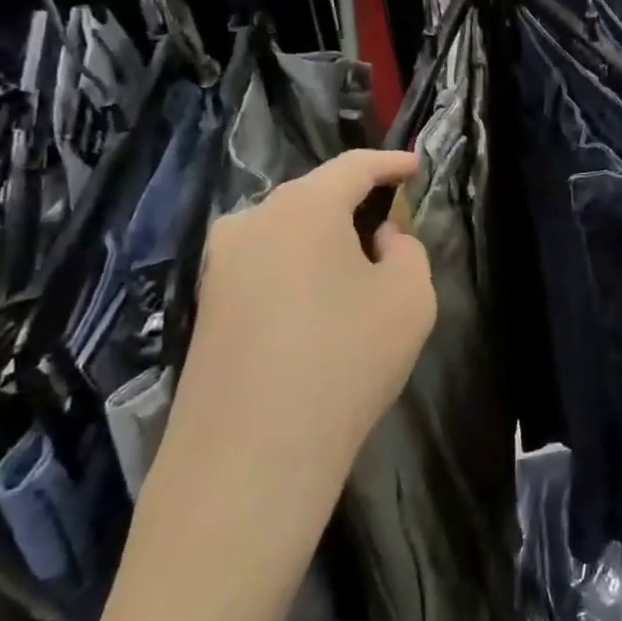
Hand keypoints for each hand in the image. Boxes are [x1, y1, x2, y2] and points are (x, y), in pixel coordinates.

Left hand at [151, 150, 436, 544]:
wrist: (248, 457)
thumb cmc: (345, 360)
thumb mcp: (410, 299)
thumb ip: (406, 251)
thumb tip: (378, 240)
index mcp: (303, 207)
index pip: (354, 166)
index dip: (390, 163)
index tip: (415, 166)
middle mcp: (251, 222)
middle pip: (314, 196)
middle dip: (355, 204)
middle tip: (391, 227)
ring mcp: (220, 266)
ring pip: (285, 232)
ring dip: (324, 240)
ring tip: (356, 269)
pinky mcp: (206, 308)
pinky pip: (265, 267)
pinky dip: (298, 270)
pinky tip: (318, 307)